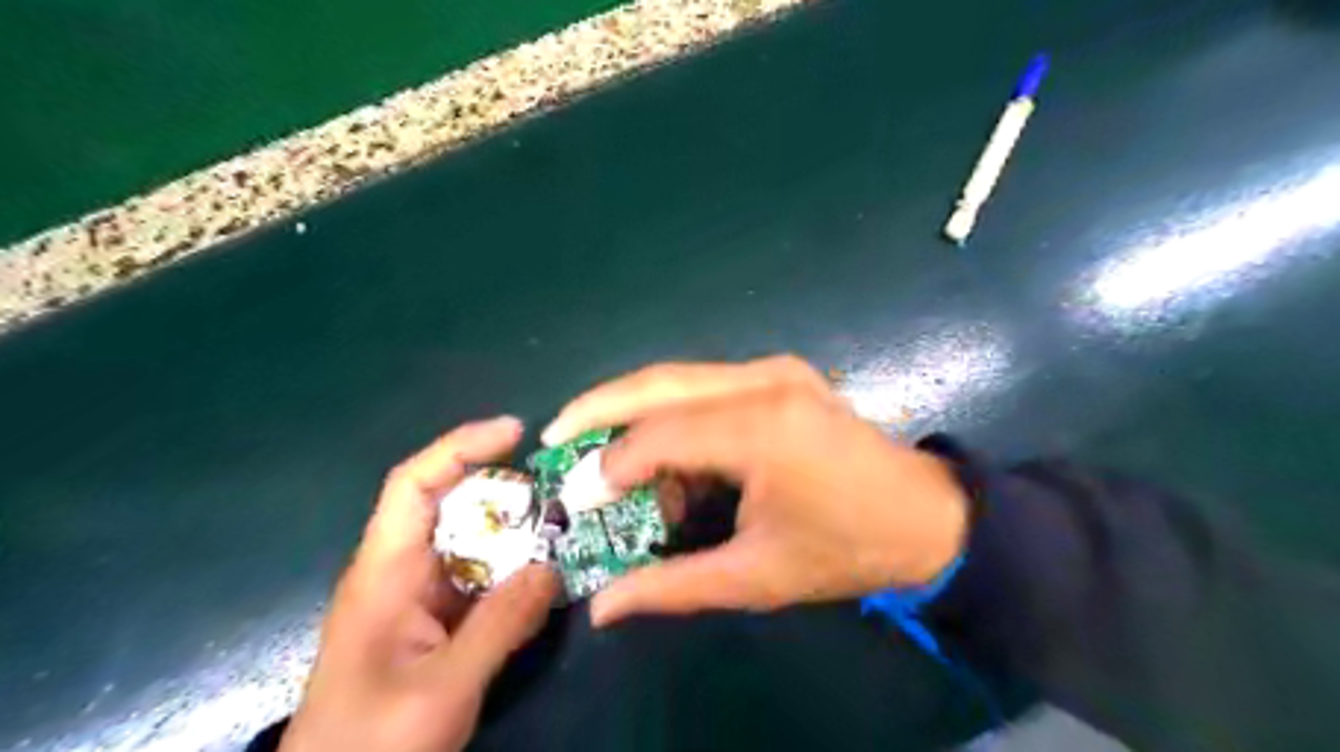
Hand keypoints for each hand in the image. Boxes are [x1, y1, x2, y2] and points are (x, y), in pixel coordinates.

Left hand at [279, 416, 557, 751]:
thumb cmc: (371, 742)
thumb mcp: (442, 687)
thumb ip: (500, 626)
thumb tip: (552, 568)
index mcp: (384, 570)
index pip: (414, 483)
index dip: (461, 447)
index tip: (515, 432)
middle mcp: (402, 570)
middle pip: (453, 505)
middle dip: (506, 489)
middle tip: (560, 488)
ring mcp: (422, 596)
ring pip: (474, 541)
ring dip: (517, 530)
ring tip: (567, 525)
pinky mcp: (439, 619)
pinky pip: (483, 576)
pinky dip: (516, 568)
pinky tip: (550, 573)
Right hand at [538, 355, 969, 624]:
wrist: (926, 516)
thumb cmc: (846, 549)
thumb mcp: (758, 577)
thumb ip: (673, 585)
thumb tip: (603, 608)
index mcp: (762, 429)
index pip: (659, 435)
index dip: (611, 465)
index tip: (580, 498)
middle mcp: (764, 382)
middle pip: (659, 381)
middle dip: (600, 405)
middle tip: (556, 432)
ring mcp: (776, 369)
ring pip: (679, 376)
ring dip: (635, 409)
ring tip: (603, 449)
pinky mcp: (782, 373)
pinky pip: (706, 384)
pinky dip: (673, 411)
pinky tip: (664, 448)